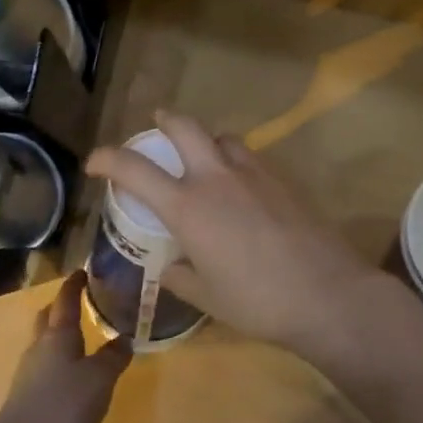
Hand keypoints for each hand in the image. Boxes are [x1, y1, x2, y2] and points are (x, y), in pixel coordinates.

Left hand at [0, 271, 129, 422]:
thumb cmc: (63, 406)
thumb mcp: (100, 379)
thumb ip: (114, 357)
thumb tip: (124, 337)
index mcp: (58, 334)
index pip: (66, 299)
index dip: (75, 284)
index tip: (83, 271)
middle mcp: (39, 346)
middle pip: (48, 317)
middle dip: (62, 307)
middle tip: (80, 301)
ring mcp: (28, 372)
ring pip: (44, 342)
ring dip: (59, 335)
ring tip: (80, 338)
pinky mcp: (25, 396)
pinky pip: (44, 366)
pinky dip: (58, 361)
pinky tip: (70, 376)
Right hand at [86, 111, 400, 360]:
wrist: (327, 294)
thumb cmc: (257, 301)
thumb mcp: (207, 296)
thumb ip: (180, 278)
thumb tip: (170, 267)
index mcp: (188, 206)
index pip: (134, 169)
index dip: (106, 159)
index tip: (94, 163)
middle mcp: (216, 178)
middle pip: (184, 126)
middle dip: (165, 121)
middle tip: (157, 127)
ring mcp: (254, 174)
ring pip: (223, 137)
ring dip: (206, 141)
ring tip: (204, 160)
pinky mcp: (283, 180)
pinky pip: (250, 157)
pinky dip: (235, 161)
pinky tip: (241, 189)